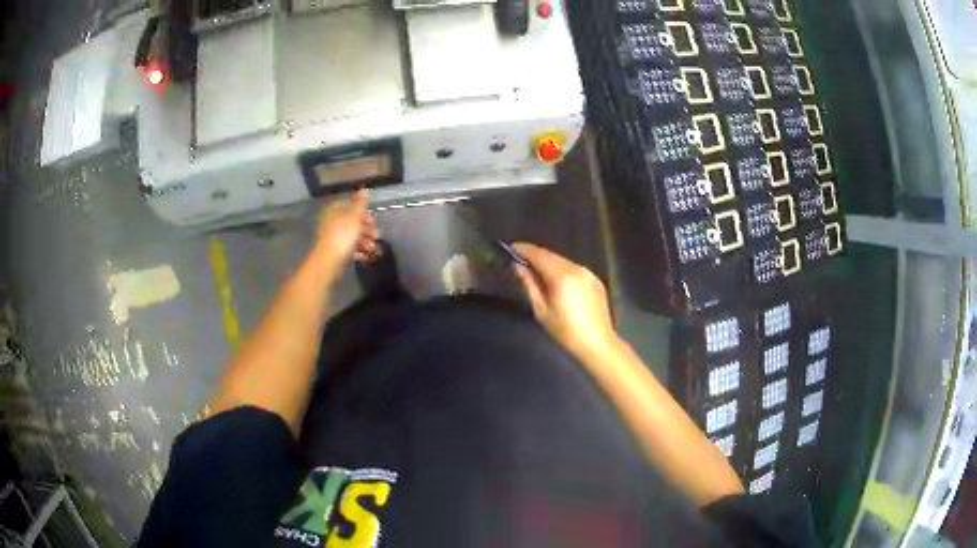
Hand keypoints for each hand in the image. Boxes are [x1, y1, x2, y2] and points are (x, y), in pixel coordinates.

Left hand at [314, 189, 378, 277]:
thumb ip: (361, 202)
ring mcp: (333, 236)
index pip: (350, 206)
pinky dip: (357, 249)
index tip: (372, 218)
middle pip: (352, 221)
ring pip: (352, 234)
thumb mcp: (354, 215)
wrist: (330, 258)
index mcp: (334, 210)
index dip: (363, 211)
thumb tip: (365, 189)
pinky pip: (348, 246)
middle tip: (376, 234)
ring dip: (364, 240)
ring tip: (371, 247)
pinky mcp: (335, 249)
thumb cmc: (343, 233)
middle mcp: (332, 221)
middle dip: (366, 228)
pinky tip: (364, 254)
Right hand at [512, 243, 618, 360]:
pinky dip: (562, 271)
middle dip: (535, 255)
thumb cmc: (565, 331)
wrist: (597, 343)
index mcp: (561, 275)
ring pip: (563, 262)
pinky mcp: (595, 280)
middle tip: (520, 259)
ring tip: (536, 271)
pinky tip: (556, 282)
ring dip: (549, 263)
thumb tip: (518, 266)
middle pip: (551, 256)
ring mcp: (588, 273)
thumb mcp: (541, 310)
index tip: (510, 248)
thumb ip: (529, 284)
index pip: (539, 254)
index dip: (524, 250)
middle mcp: (576, 268)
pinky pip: (574, 270)